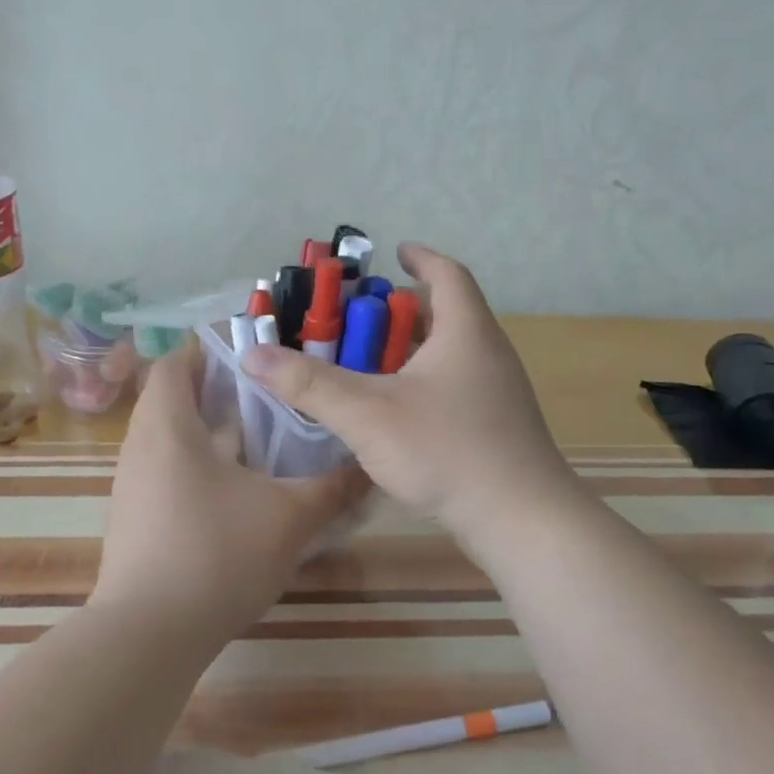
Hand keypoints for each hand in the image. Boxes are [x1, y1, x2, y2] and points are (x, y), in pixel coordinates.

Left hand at [91, 344, 371, 643]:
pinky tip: (235, 494)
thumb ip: (332, 489)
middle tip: (265, 399)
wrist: (148, 636)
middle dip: (216, 394)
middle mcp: (140, 447)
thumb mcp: (288, 519)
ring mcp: (131, 486)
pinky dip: (195, 468)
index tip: (250, 358)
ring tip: (257, 443)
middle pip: (171, 400)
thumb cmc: (216, 555)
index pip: (174, 363)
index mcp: (168, 427)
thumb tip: (368, 470)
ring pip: (168, 440)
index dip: (208, 352)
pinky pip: (163, 473)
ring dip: (207, 434)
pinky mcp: (133, 520)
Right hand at [239, 244, 576, 540]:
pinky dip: (423, 382)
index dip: (420, 258)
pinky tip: (395, 411)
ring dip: (411, 350)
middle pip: (446, 314)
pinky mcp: (498, 426)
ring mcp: (497, 392)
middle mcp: (488, 353)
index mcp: (465, 332)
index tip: (394, 253)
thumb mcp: (367, 413)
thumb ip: (309, 384)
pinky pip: (455, 386)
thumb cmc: (447, 450)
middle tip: (358, 320)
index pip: (447, 274)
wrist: (521, 520)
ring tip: (367, 363)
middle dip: (401, 312)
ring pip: (450, 354)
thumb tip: (252, 354)